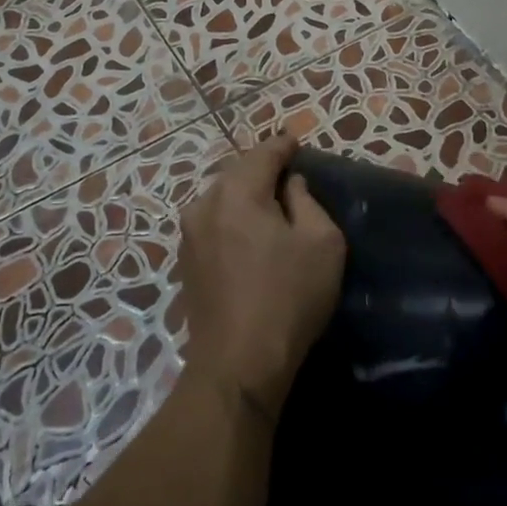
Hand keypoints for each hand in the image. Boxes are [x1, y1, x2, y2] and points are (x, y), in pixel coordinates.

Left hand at [177, 135, 345, 418]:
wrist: (238, 363)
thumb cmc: (289, 297)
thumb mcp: (321, 242)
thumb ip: (307, 201)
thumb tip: (290, 185)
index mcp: (237, 193)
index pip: (262, 154)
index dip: (283, 145)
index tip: (297, 141)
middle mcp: (204, 205)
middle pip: (237, 174)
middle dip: (262, 169)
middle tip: (288, 173)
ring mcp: (189, 236)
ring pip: (221, 199)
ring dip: (245, 196)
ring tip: (270, 203)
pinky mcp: (185, 263)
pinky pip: (213, 224)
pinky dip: (232, 219)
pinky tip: (249, 233)